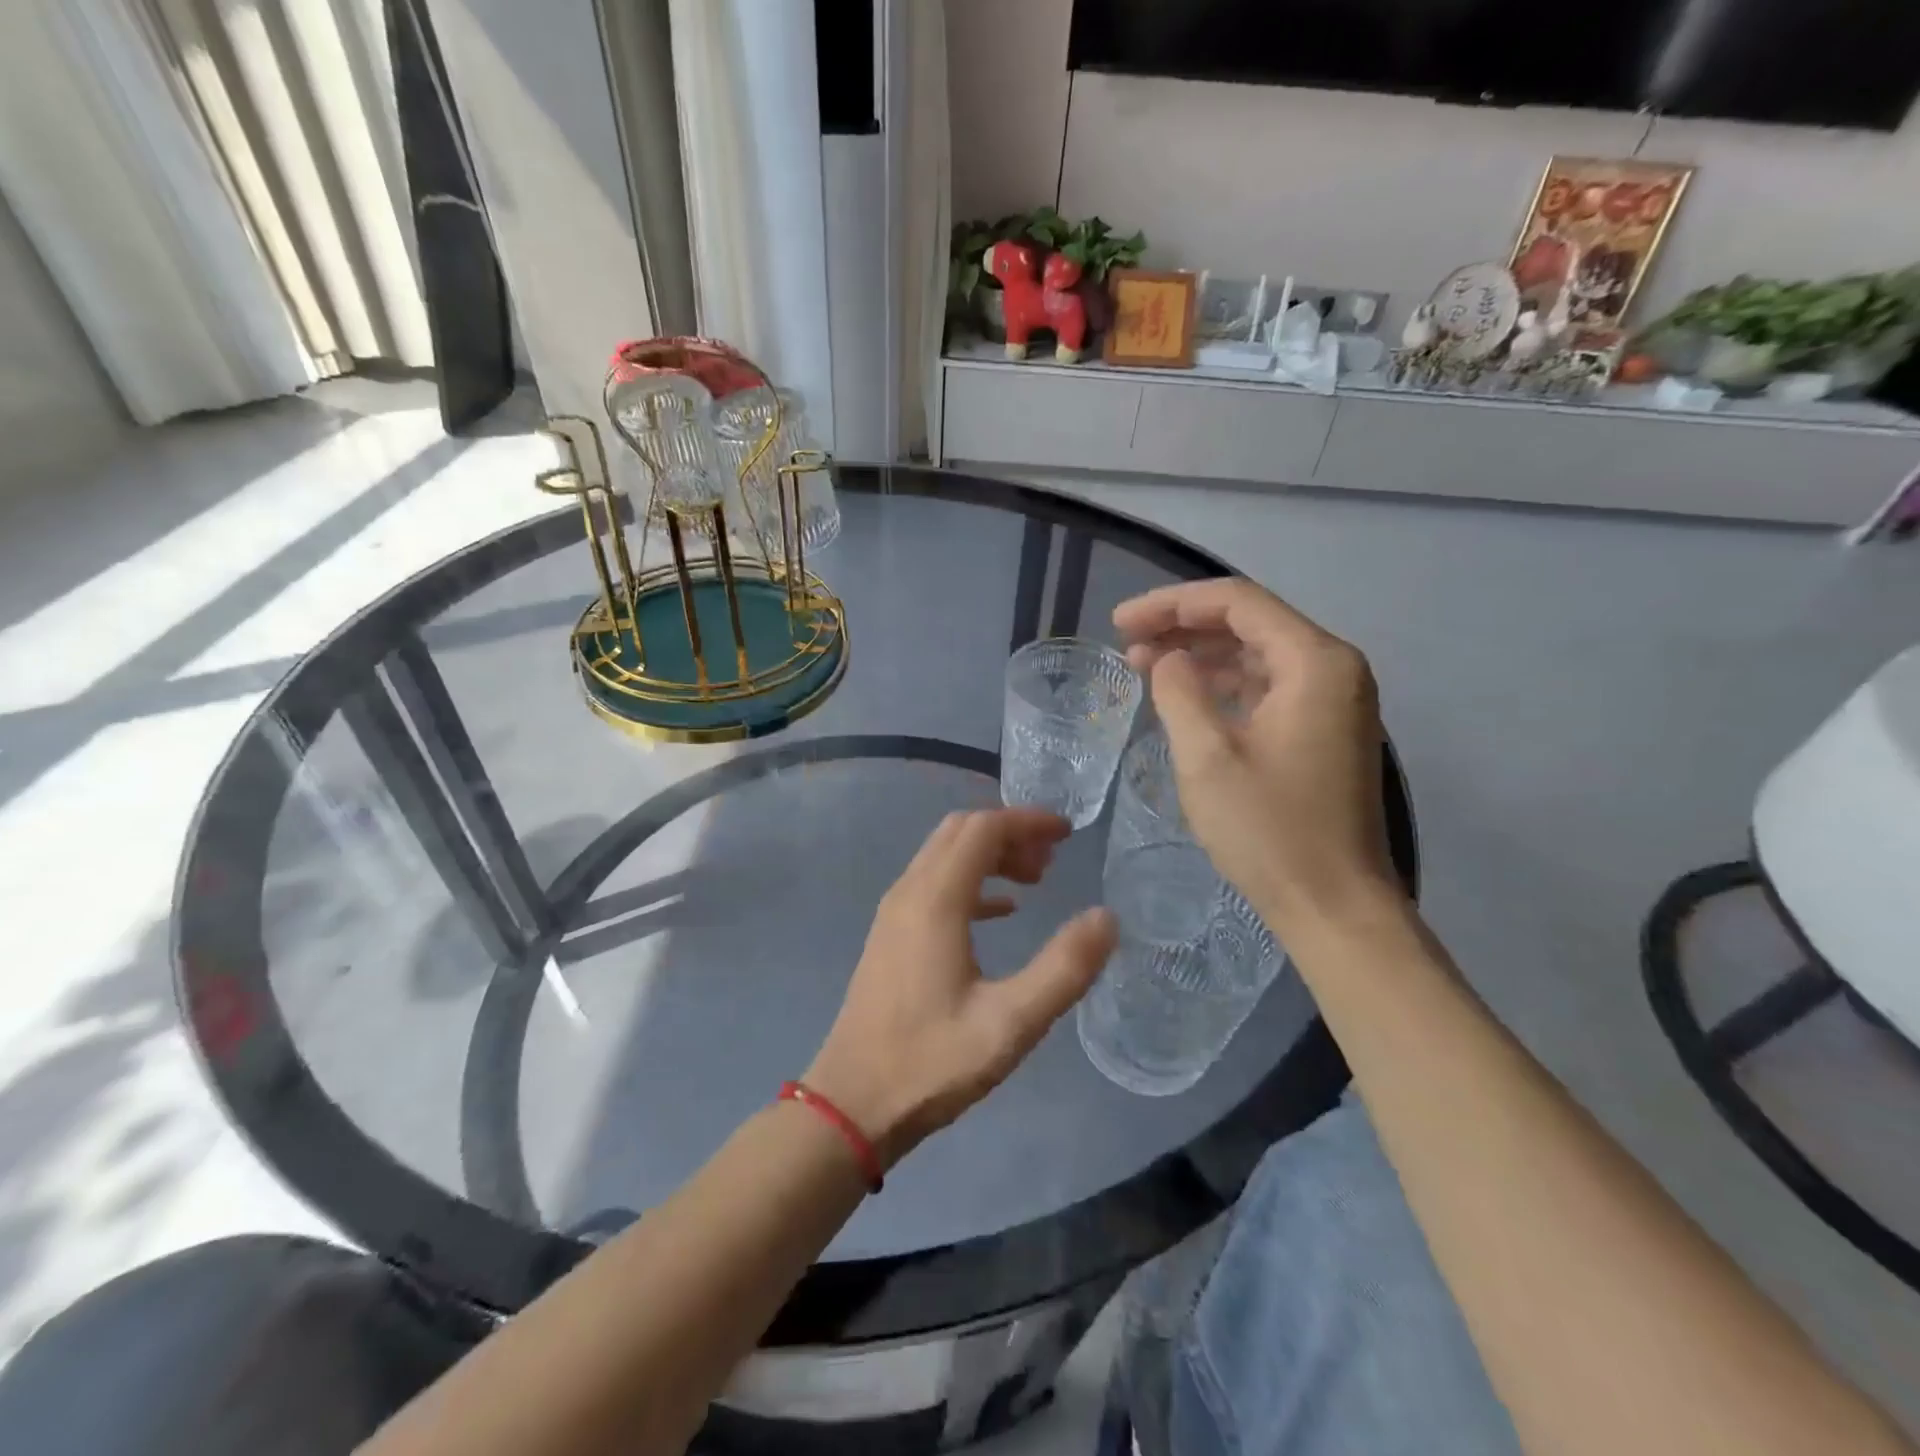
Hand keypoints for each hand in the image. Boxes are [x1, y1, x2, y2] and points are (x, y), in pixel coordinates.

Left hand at [804, 809, 1117, 1167]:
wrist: (852, 1104)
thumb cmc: (932, 1063)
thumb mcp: (1011, 1023)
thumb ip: (1063, 968)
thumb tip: (1106, 918)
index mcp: (936, 900)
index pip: (983, 828)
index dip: (1027, 821)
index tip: (1068, 834)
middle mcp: (909, 891)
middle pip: (961, 832)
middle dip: (1010, 832)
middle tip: (1053, 860)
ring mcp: (894, 912)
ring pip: (945, 855)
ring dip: (990, 855)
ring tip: (1035, 881)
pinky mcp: (890, 935)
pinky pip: (933, 884)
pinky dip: (971, 881)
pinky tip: (1001, 911)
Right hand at [1113, 579, 1401, 935]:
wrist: (1334, 906)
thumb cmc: (1269, 830)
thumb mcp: (1207, 757)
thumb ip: (1179, 692)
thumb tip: (1166, 660)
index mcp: (1314, 662)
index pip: (1237, 602)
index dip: (1172, 603)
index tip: (1120, 621)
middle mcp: (1333, 669)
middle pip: (1250, 623)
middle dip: (1183, 626)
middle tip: (1125, 640)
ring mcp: (1334, 702)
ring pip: (1257, 655)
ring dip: (1201, 655)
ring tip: (1143, 664)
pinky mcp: (1324, 732)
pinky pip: (1268, 688)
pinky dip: (1224, 686)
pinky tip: (1186, 697)